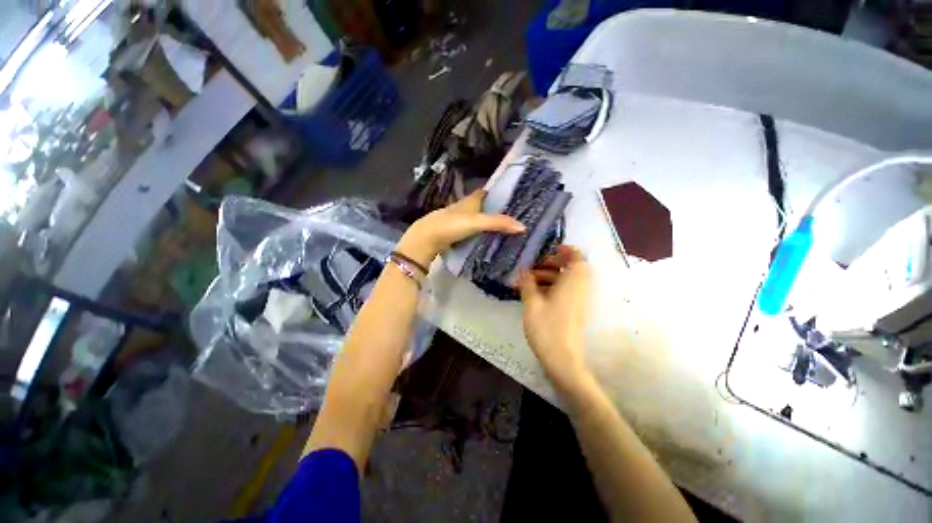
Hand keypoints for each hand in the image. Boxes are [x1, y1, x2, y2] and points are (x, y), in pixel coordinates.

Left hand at [395, 190, 525, 266]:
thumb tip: (523, 226)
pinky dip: (476, 232)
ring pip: (474, 218)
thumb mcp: (478, 222)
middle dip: (492, 209)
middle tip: (509, 217)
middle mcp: (463, 207)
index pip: (485, 192)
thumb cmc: (452, 225)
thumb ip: (499, 223)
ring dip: (484, 221)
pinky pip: (468, 230)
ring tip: (500, 229)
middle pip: (480, 205)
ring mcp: (456, 219)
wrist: (427, 238)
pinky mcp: (452, 231)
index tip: (509, 197)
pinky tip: (483, 239)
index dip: (496, 193)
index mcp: (470, 201)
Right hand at [518, 245, 593, 392]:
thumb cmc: (547, 329)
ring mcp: (579, 300)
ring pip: (567, 279)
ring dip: (549, 276)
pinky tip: (535, 293)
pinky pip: (566, 290)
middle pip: (571, 267)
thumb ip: (527, 283)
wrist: (563, 360)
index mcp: (573, 282)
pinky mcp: (575, 309)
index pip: (577, 256)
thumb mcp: (532, 303)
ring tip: (529, 281)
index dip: (564, 250)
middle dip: (551, 264)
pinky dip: (552, 287)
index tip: (547, 250)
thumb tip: (523, 270)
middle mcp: (580, 288)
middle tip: (532, 268)